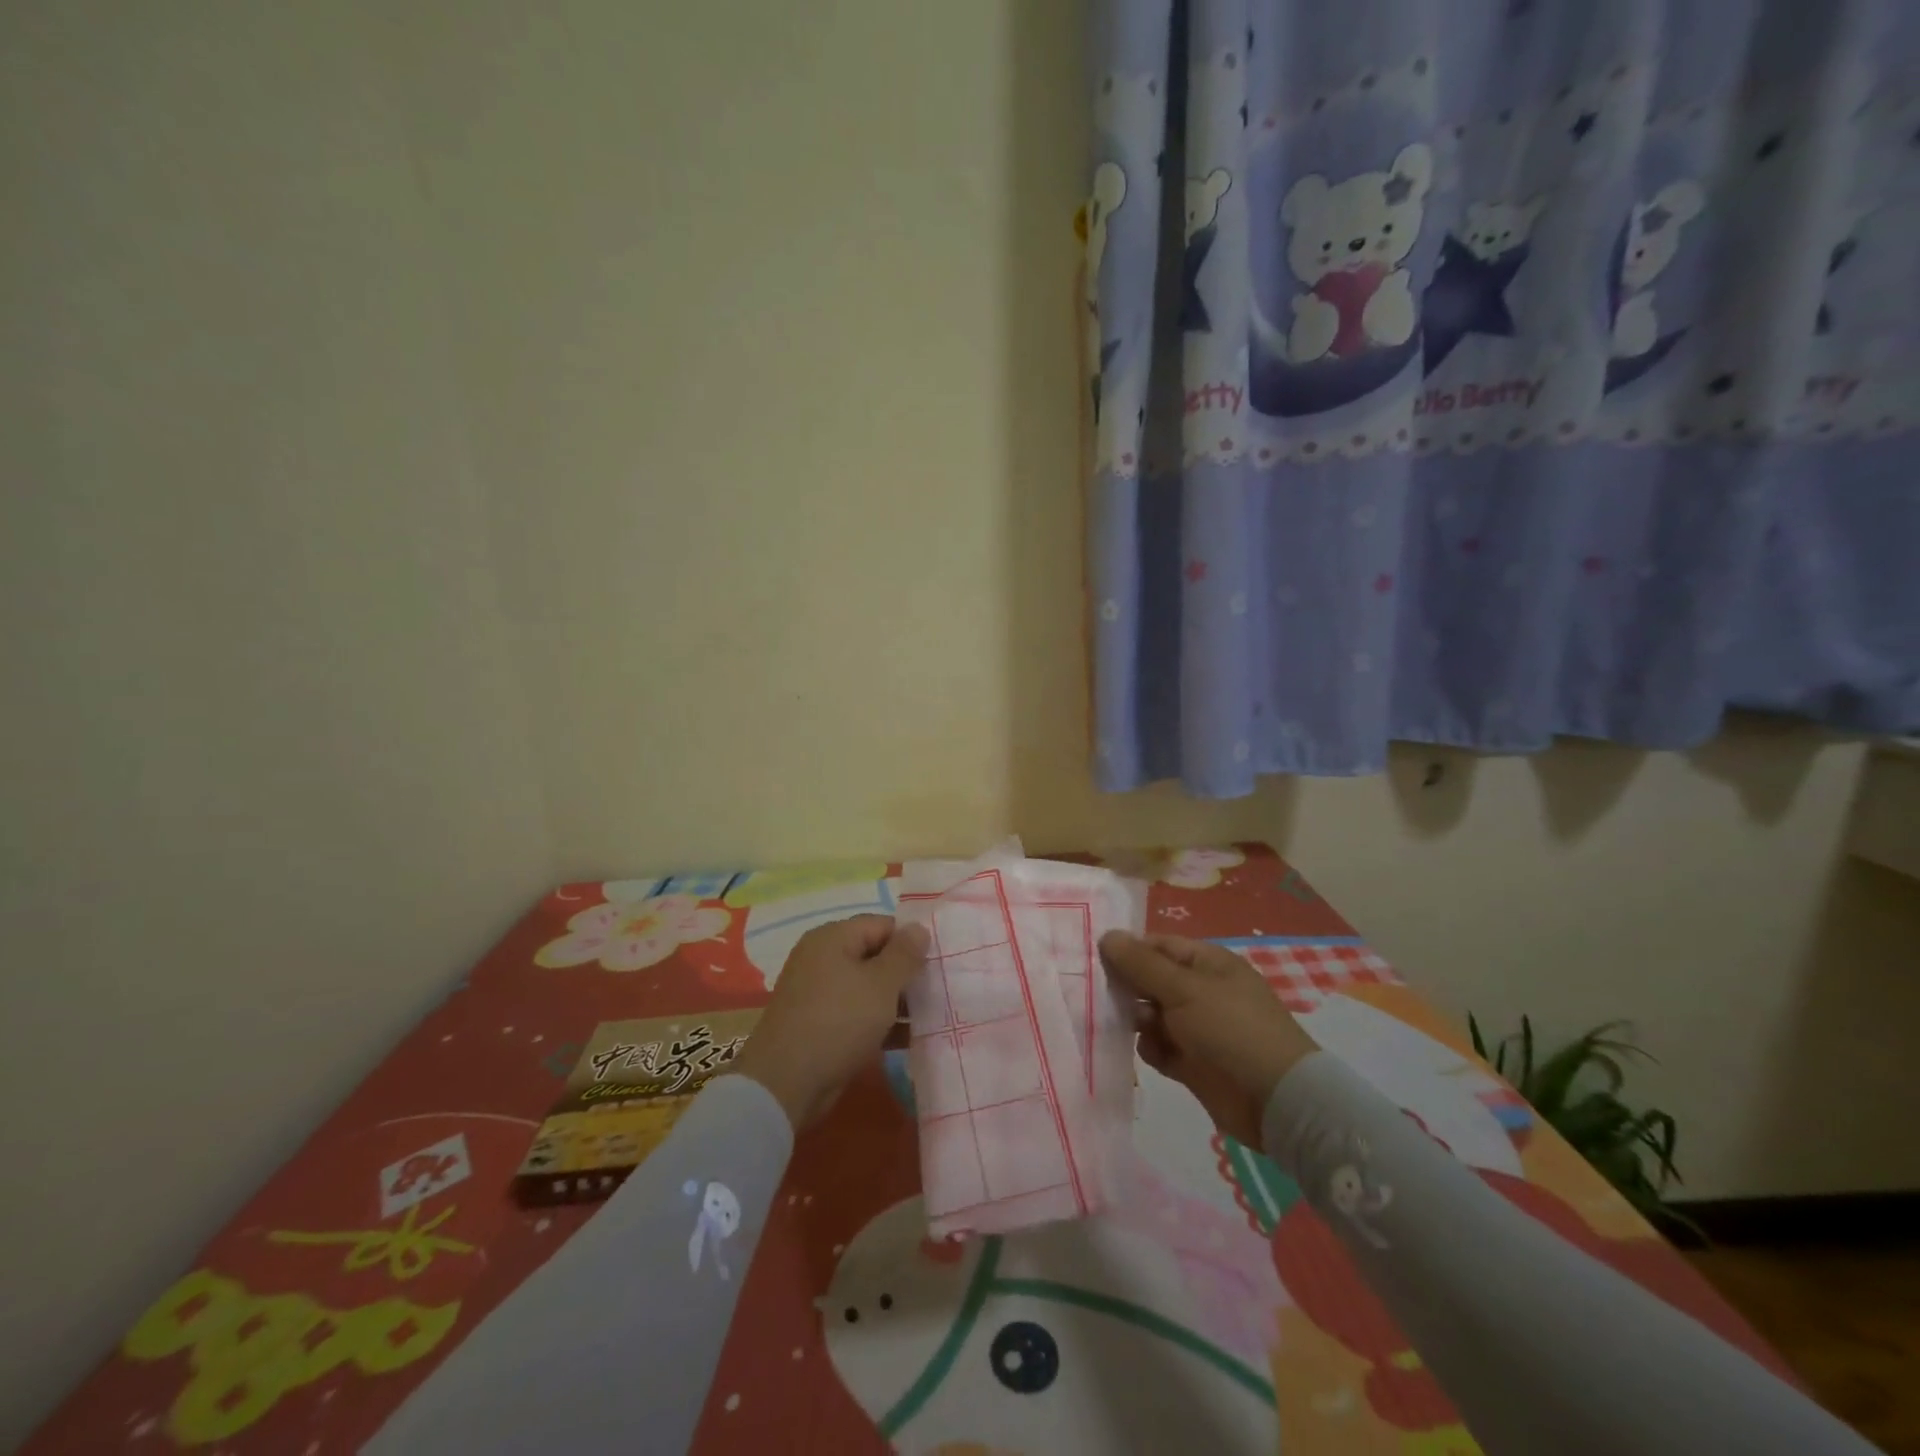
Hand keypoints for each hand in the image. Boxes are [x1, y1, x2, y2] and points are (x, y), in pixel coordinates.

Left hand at [730, 915, 928, 1130]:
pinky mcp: (818, 1023)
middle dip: (905, 973)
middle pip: (874, 955)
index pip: (881, 925)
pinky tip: (909, 1037)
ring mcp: (818, 992)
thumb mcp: (881, 984)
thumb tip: (919, 927)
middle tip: (938, 989)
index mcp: (833, 938)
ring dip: (896, 1000)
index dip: (910, 940)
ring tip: (930, 1015)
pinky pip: (856, 1012)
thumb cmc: (839, 1021)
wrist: (786, 1083)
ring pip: (867, 986)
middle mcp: (822, 958)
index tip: (938, 962)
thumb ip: (904, 954)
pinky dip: (879, 1021)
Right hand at [1099, 931, 1318, 1145]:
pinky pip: (1159, 1047)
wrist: (1276, 1100)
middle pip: (1150, 980)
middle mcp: (1200, 991)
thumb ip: (1141, 964)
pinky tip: (1154, 1054)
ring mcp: (1197, 1027)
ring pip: (1150, 1015)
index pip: (1157, 946)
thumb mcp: (1183, 989)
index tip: (1094, 961)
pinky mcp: (1193, 1062)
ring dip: (1136, 1020)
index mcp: (1206, 963)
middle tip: (1100, 996)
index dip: (1127, 951)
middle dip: (1126, 988)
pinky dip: (1151, 1049)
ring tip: (1131, 1028)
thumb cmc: (1231, 1029)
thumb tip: (1107, 935)